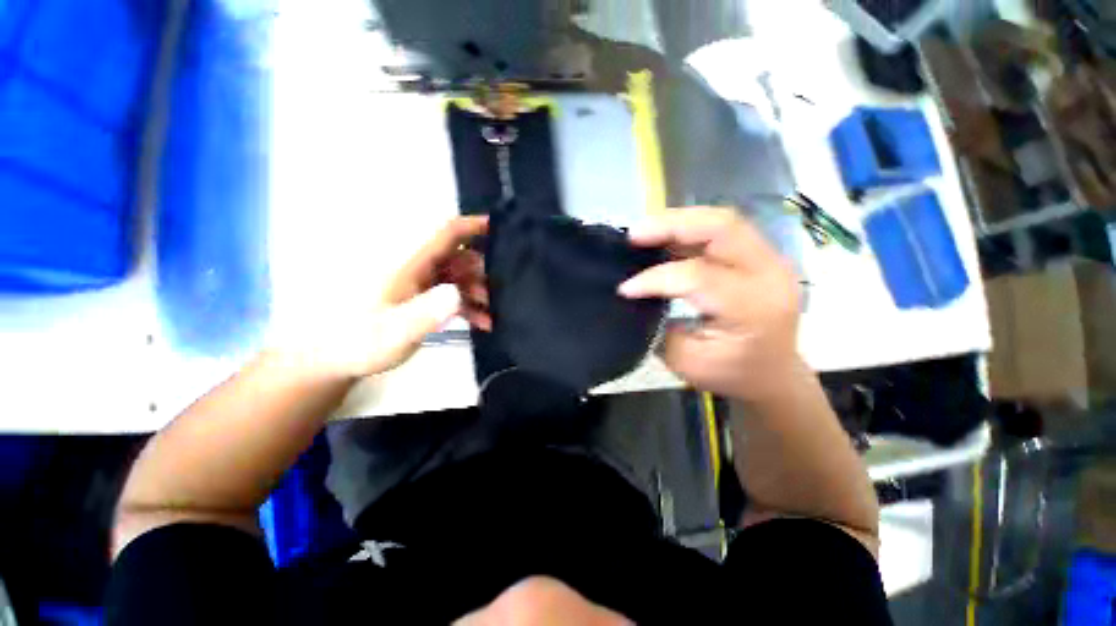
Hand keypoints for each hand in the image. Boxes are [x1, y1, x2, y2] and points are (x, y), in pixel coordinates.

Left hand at [278, 217, 490, 378]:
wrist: (329, 357)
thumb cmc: (360, 341)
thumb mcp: (395, 332)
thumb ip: (426, 313)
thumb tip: (457, 293)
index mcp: (406, 262)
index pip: (444, 233)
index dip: (472, 226)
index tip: (499, 227)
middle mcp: (413, 265)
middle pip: (455, 255)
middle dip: (481, 272)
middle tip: (499, 293)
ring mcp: (415, 280)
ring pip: (455, 275)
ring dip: (475, 292)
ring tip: (490, 315)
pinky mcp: (415, 294)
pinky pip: (447, 291)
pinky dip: (465, 304)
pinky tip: (480, 322)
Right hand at [619, 208, 802, 400]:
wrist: (773, 374)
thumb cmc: (731, 374)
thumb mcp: (687, 361)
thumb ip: (659, 325)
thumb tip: (634, 295)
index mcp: (752, 308)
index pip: (698, 277)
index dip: (655, 278)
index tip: (625, 288)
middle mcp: (768, 275)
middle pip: (721, 228)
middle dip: (671, 225)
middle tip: (634, 234)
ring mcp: (770, 260)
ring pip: (722, 222)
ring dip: (678, 222)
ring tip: (644, 232)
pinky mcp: (761, 255)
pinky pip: (722, 231)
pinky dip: (689, 230)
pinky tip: (664, 237)